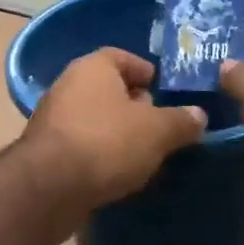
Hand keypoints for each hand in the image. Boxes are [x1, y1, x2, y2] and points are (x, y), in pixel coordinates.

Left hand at [21, 48, 206, 219]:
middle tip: (161, 126)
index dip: (146, 71)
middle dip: (134, 105)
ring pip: (94, 118)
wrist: (50, 187)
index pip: (122, 57)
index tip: (166, 91)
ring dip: (117, 132)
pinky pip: (82, 144)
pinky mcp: (46, 150)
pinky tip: (118, 172)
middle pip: (108, 89)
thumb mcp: (157, 131)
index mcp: (92, 67)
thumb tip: (198, 115)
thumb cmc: (107, 142)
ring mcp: (52, 118)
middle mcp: (67, 85)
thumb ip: (181, 121)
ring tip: (145, 153)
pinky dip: (100, 153)